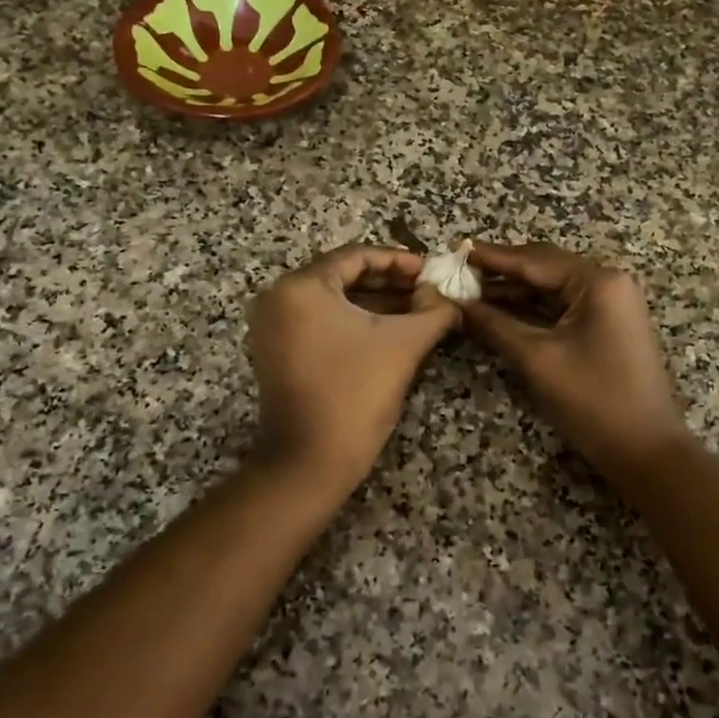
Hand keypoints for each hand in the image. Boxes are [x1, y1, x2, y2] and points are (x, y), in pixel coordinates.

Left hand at [245, 245, 458, 495]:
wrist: (311, 461)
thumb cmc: (357, 393)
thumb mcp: (403, 344)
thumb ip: (432, 310)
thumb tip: (446, 294)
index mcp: (301, 286)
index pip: (357, 256)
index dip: (399, 261)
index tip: (431, 272)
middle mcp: (277, 298)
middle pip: (341, 276)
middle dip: (388, 282)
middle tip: (426, 290)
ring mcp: (271, 326)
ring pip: (331, 300)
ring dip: (373, 302)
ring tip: (416, 309)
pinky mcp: (275, 351)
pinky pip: (318, 322)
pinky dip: (351, 322)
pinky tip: (387, 329)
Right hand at [462, 243, 689, 481]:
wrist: (646, 451)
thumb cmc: (593, 400)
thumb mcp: (537, 360)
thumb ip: (494, 326)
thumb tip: (456, 305)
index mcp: (598, 282)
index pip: (535, 260)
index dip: (493, 257)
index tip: (456, 251)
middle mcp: (607, 284)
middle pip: (544, 268)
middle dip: (501, 272)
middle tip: (458, 273)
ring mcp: (609, 305)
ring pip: (551, 289)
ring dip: (513, 292)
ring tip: (469, 293)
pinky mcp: (606, 327)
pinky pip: (561, 308)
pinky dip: (530, 310)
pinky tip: (498, 312)